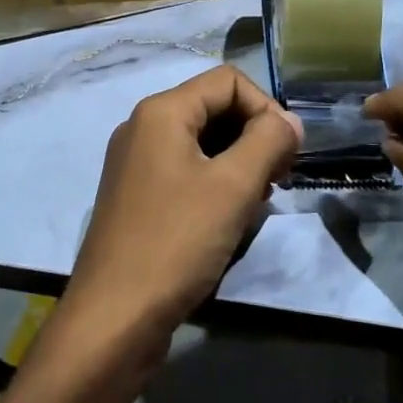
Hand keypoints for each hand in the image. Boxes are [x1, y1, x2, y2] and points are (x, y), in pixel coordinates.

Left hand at [55, 66, 302, 371]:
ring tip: (258, 200)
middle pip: (213, 107)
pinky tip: (230, 217)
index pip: (228, 81)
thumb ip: (269, 141)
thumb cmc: (176, 242)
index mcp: (161, 112)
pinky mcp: (136, 197)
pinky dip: (215, 182)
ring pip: (201, 142)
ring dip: (238, 162)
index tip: (287, 153)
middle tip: (279, 178)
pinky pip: (185, 171)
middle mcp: (143, 127)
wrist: (112, 321)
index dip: (266, 108)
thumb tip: (290, 121)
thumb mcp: (233, 186)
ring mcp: (135, 164)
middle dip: (254, 135)